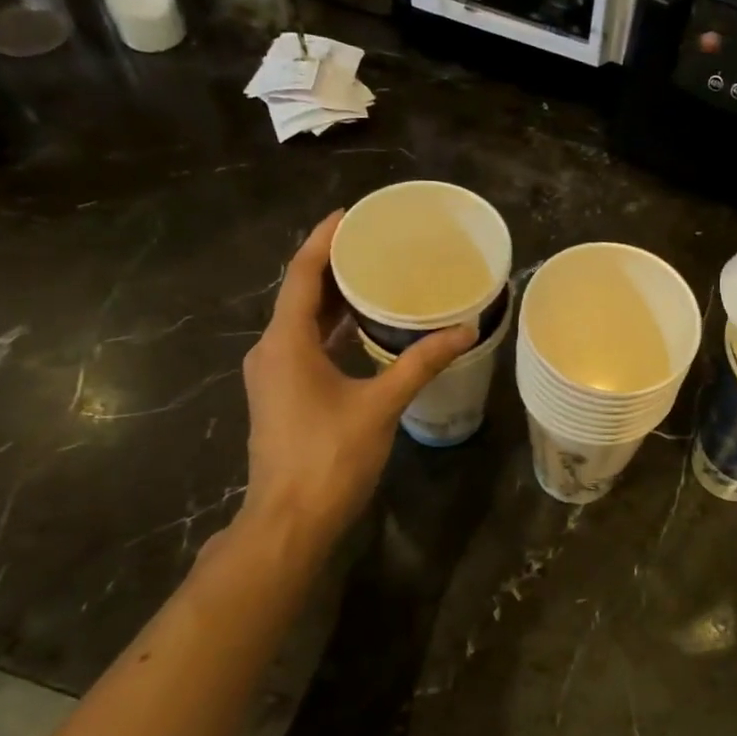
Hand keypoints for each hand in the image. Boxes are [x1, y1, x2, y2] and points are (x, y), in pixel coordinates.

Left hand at [226, 211, 475, 557]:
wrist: (289, 521)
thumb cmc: (329, 458)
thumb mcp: (381, 405)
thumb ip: (421, 363)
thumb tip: (465, 329)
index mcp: (285, 343)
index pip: (301, 275)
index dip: (323, 241)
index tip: (350, 214)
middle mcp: (271, 351)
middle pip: (299, 294)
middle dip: (333, 266)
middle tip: (374, 243)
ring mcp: (273, 375)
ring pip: (302, 322)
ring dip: (333, 299)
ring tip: (374, 277)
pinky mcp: (282, 395)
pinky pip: (305, 345)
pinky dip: (332, 329)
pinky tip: (364, 329)